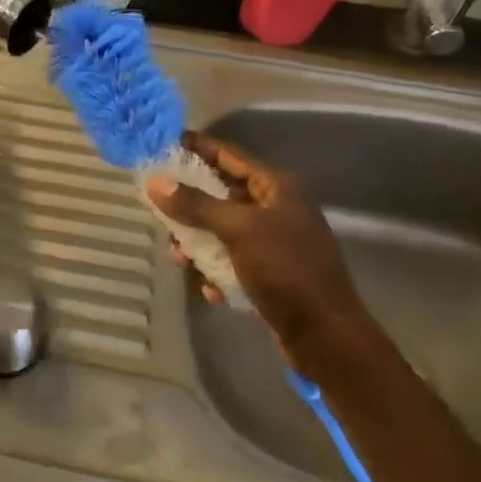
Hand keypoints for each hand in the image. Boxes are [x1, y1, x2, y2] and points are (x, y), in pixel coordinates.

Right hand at [147, 131, 375, 369]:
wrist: (325, 336)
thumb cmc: (286, 270)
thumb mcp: (239, 230)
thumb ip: (196, 205)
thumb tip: (155, 182)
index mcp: (277, 187)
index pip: (229, 155)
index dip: (197, 148)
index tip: (162, 145)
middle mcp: (276, 209)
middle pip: (221, 194)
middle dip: (189, 206)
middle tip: (158, 210)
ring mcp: (273, 242)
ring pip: (221, 231)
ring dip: (198, 244)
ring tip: (180, 260)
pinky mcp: (269, 273)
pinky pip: (231, 261)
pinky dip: (216, 271)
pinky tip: (212, 290)